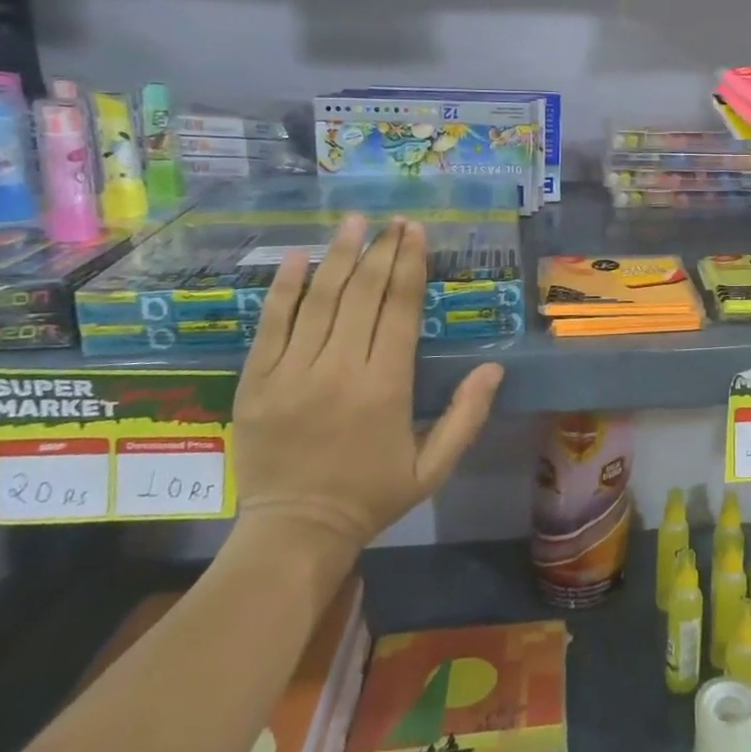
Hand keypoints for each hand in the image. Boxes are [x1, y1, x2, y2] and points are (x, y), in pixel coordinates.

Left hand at [230, 214, 503, 553]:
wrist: (294, 532)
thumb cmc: (372, 495)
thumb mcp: (434, 467)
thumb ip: (467, 416)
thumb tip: (494, 368)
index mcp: (385, 387)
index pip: (398, 309)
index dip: (409, 265)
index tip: (415, 232)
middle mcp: (338, 370)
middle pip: (361, 295)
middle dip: (380, 251)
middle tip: (393, 220)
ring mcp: (291, 373)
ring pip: (319, 301)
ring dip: (338, 256)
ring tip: (353, 222)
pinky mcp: (256, 381)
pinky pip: (271, 325)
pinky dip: (284, 288)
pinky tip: (298, 257)